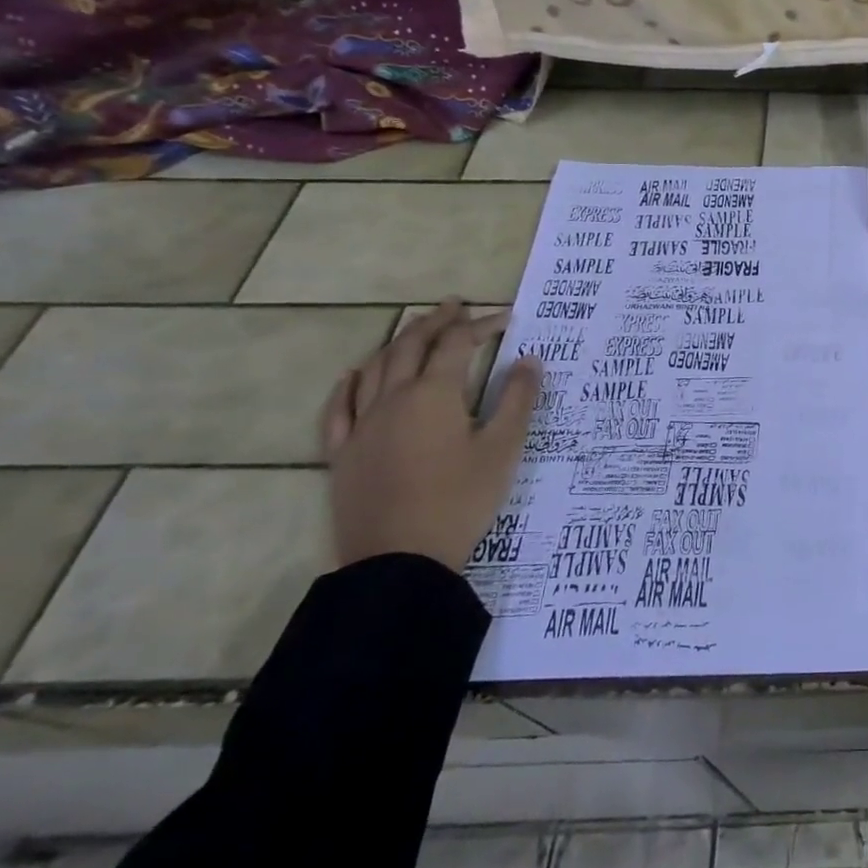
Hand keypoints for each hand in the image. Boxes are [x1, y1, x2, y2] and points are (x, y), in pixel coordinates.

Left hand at [320, 300, 542, 571]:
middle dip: (435, 322)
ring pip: (374, 369)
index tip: (506, 317)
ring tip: (414, 330)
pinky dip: (349, 384)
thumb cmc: (460, 500)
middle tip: (454, 306)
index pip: (457, 344)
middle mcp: (392, 399)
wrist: (399, 561)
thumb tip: (529, 360)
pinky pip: (338, 408)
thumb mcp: (503, 449)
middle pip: (410, 346)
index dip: (481, 325)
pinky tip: (355, 375)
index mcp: (434, 394)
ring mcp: (361, 426)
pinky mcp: (342, 454)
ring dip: (396, 342)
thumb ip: (517, 400)